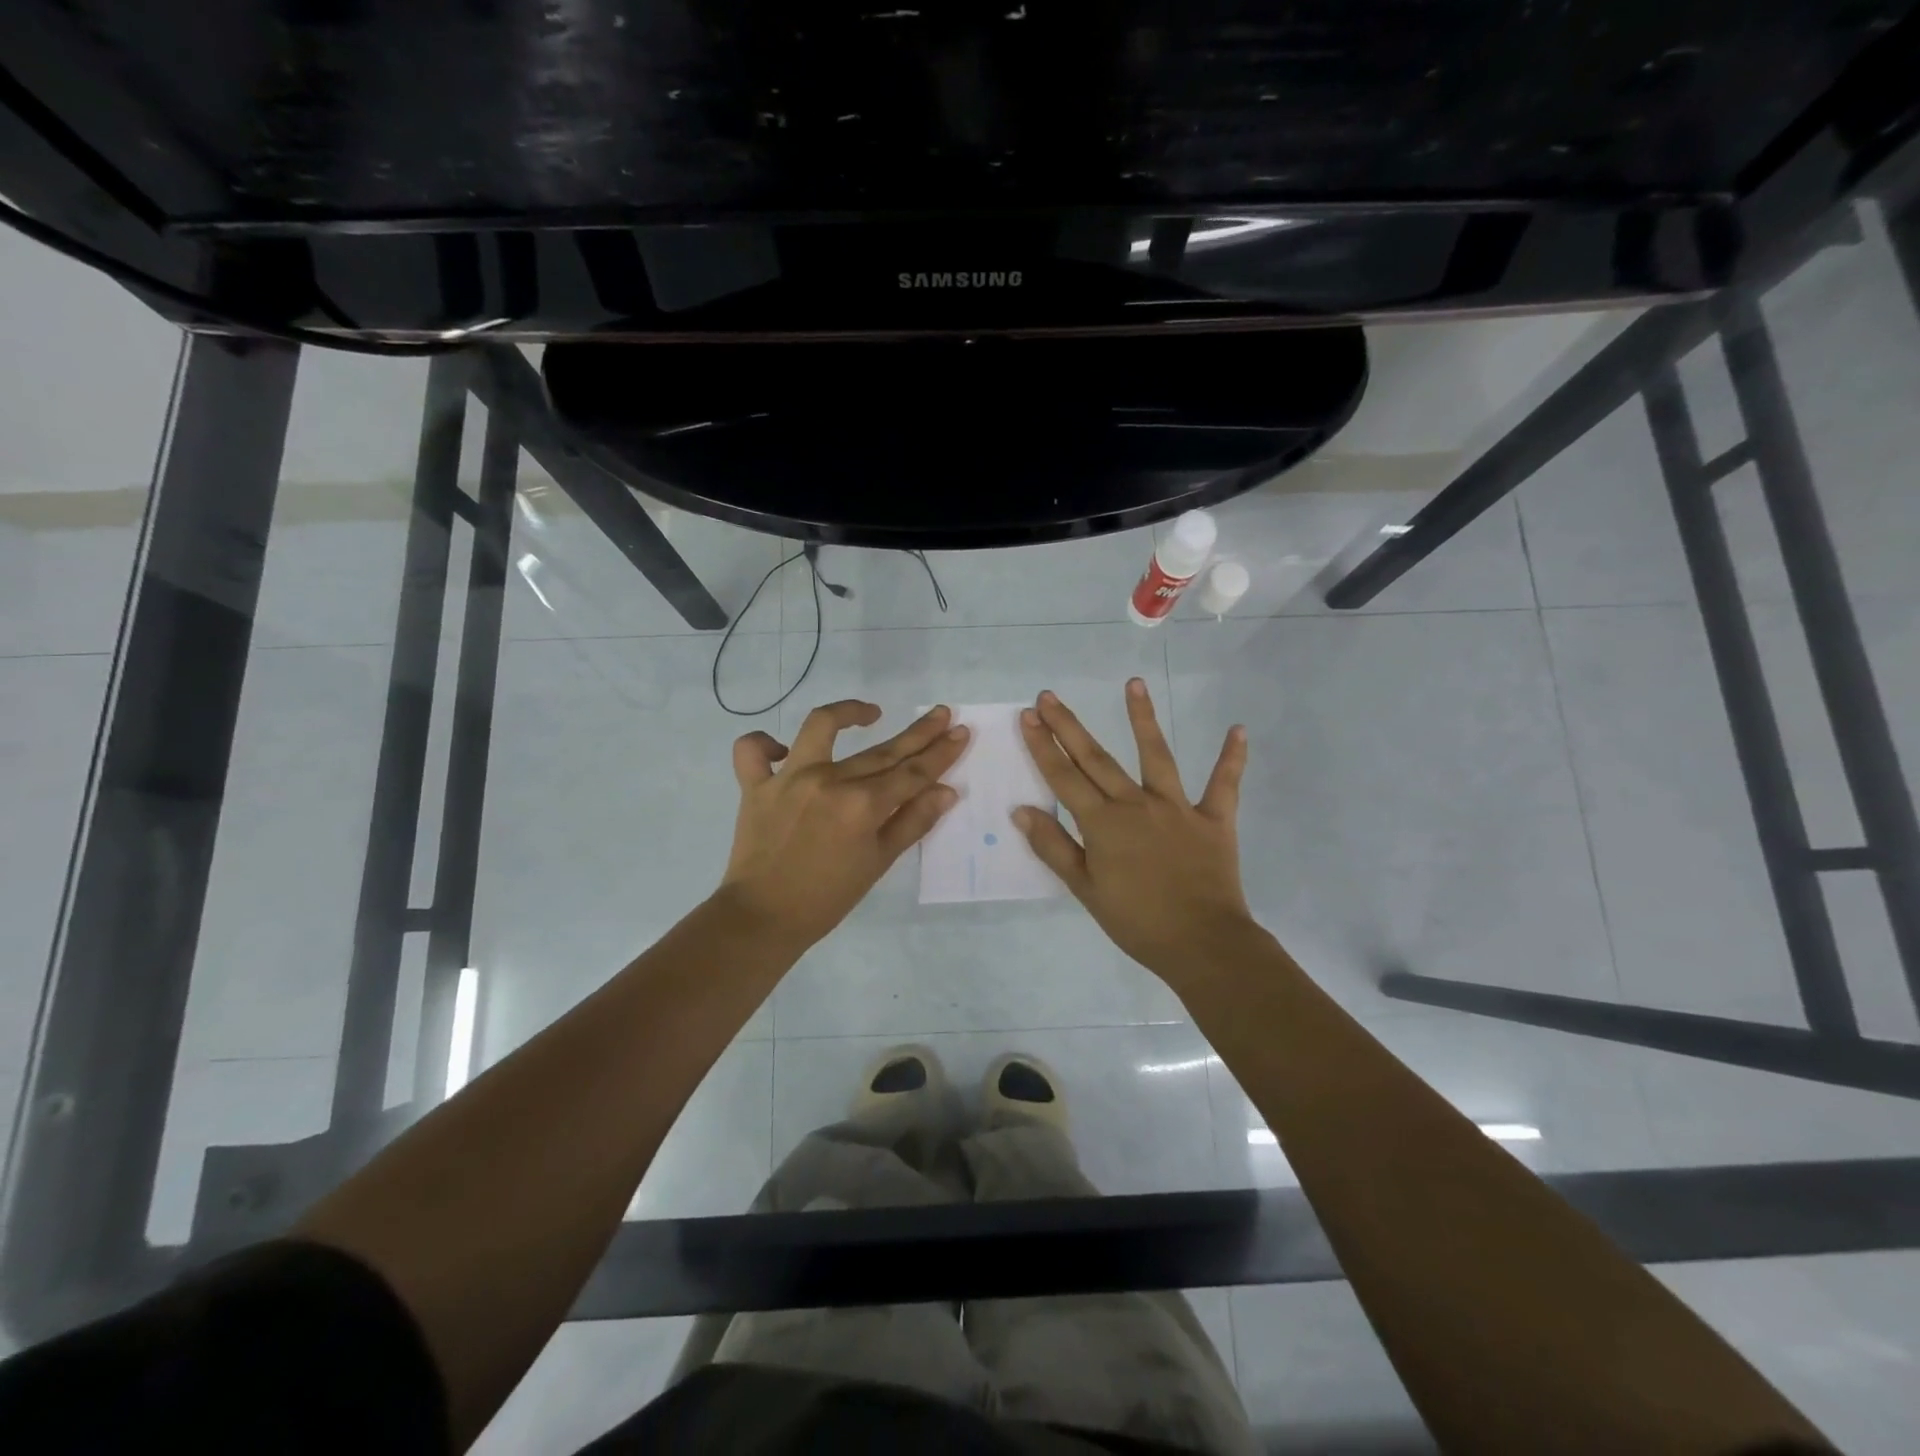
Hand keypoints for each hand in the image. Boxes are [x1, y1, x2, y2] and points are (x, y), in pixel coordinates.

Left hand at [718, 700, 968, 947]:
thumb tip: (947, 790)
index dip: (941, 752)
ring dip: (848, 712)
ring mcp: (789, 778)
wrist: (763, 918)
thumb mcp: (879, 863)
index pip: (912, 772)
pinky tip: (784, 749)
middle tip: (941, 714)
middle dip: (918, 733)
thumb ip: (913, 822)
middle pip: (882, 751)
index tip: (960, 731)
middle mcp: (829, 781)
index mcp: (863, 805)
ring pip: (820, 727)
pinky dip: (764, 744)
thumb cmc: (828, 897)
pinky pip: (752, 751)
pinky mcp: (755, 785)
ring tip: (871, 712)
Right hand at [1013, 679, 1255, 984]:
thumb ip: (1053, 847)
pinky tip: (1239, 729)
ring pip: (1156, 755)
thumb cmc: (1137, 922)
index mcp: (1103, 824)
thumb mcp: (1085, 889)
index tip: (1028, 716)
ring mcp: (1177, 808)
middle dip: (1069, 726)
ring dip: (1143, 718)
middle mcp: (1136, 804)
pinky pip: (1224, 784)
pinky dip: (1232, 758)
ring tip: (1133, 684)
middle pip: (1097, 759)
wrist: (1202, 943)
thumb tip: (1022, 810)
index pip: (1064, 777)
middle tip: (1049, 697)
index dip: (1043, 746)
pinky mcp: (1214, 819)